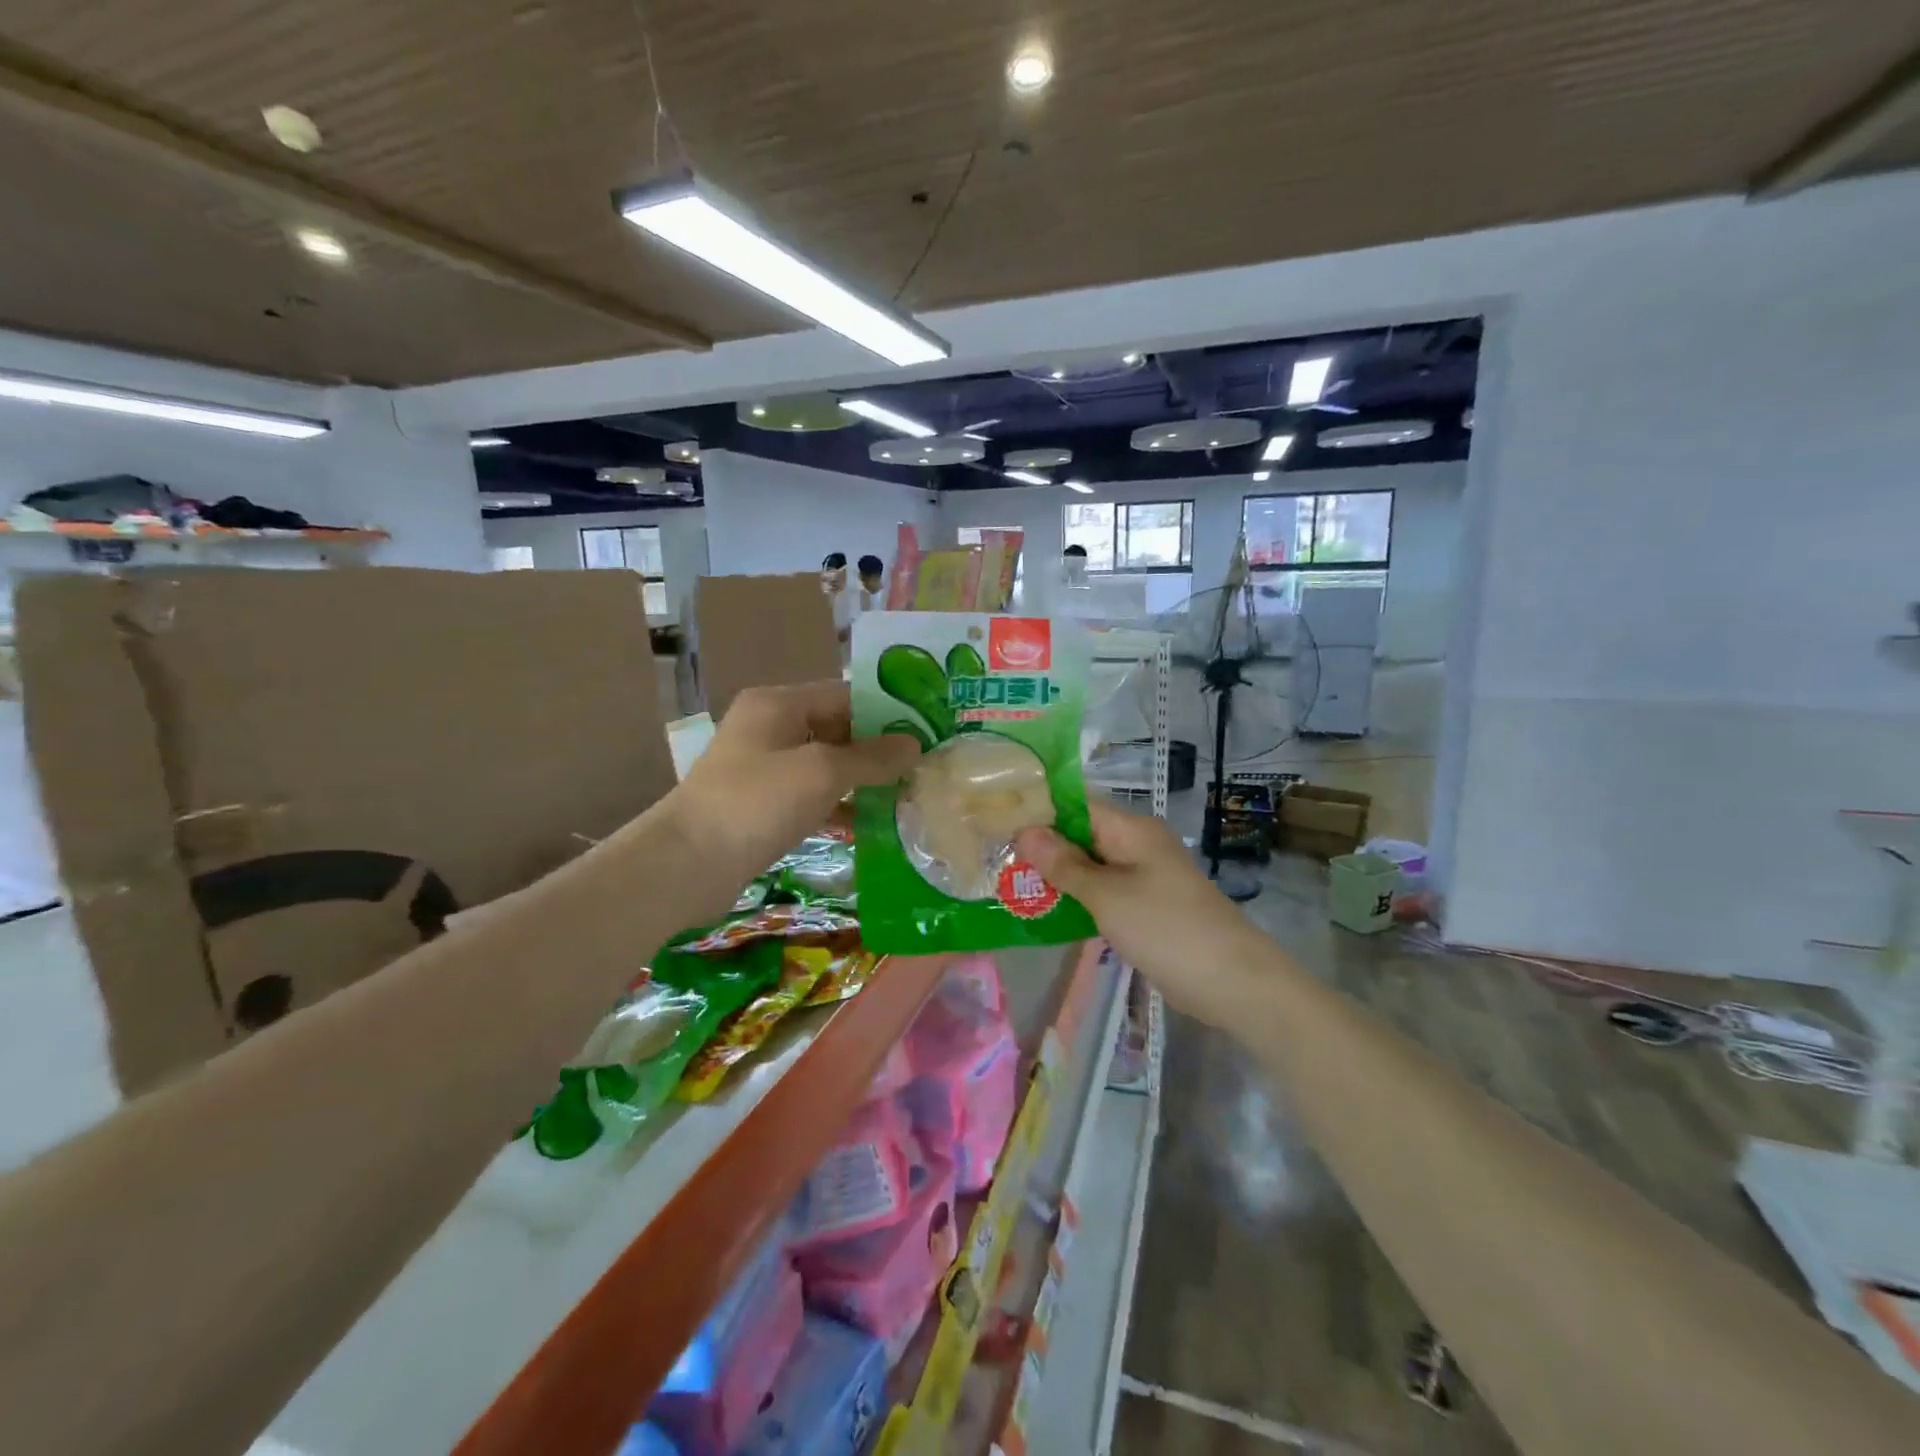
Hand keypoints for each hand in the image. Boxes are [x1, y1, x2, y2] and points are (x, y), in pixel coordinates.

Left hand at [662, 682, 919, 917]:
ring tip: (908, 795)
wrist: (686, 865)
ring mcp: (765, 767)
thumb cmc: (756, 803)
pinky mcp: (764, 804)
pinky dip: (840, 804)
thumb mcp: (821, 773)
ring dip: (863, 779)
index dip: (887, 711)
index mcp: (779, 704)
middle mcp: (771, 727)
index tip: (927, 730)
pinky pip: (813, 795)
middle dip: (879, 748)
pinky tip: (873, 823)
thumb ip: (871, 757)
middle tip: (924, 766)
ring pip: (827, 764)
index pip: (846, 694)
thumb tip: (914, 745)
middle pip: (837, 728)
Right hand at [1016, 800, 1269, 1028]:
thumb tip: (1024, 830)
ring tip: (1008, 883)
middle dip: (1041, 846)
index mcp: (1130, 829)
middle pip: (1080, 834)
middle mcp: (1136, 844)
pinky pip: (1103, 892)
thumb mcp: (1106, 895)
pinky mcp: (1146, 906)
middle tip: (993, 857)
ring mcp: (1143, 876)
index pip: (1075, 804)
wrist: (1232, 981)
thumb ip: (1064, 864)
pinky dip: (1077, 898)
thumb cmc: (1166, 928)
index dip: (1038, 809)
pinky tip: (1045, 910)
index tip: (997, 819)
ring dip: (1056, 875)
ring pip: (1090, 865)